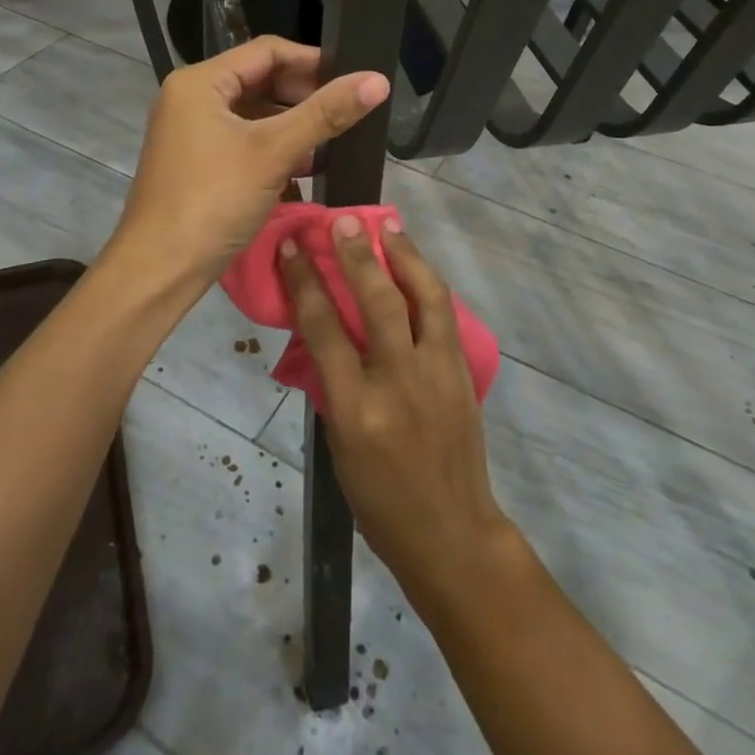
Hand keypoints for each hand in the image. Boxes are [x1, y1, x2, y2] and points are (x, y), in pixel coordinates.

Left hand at [112, 37, 389, 295]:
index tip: (353, 79)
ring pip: (254, 114)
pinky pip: (244, 141)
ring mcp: (192, 132)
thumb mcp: (273, 152)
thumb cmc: (213, 201)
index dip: (313, 61)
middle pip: (260, 81)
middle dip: (304, 95)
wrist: (158, 271)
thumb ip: (325, 113)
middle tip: (348, 111)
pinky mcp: (198, 162)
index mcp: (199, 82)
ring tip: (334, 139)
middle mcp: (191, 99)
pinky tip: (306, 166)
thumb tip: (377, 80)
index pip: (266, 51)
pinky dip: (274, 148)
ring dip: (293, 124)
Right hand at [282, 217, 516, 607]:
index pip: (324, 331)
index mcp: (356, 410)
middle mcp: (399, 383)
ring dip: (404, 255)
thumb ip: (334, 382)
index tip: (291, 248)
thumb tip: (324, 326)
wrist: (451, 533)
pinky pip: (444, 315)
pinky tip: (415, 265)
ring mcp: (438, 375)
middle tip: (342, 221)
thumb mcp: (339, 445)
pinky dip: (427, 282)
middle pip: (378, 303)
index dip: (305, 281)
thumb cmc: (379, 499)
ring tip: (388, 225)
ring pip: (424, 297)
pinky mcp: (463, 373)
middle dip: (357, 256)